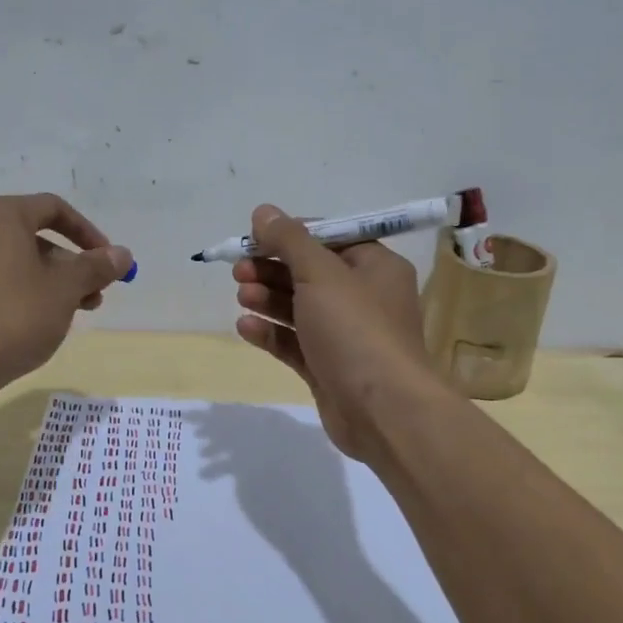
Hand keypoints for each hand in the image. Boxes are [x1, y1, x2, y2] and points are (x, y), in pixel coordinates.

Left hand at [0, 193, 133, 387]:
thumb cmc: (16, 314)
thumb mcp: (66, 289)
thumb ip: (96, 267)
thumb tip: (122, 254)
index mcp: (0, 215)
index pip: (54, 209)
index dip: (87, 232)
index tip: (108, 260)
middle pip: (35, 236)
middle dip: (72, 264)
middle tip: (95, 293)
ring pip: (17, 260)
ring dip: (52, 281)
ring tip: (76, 312)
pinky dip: (24, 291)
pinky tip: (42, 321)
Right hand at [231, 204, 443, 461]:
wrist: (383, 411)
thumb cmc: (356, 329)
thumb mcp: (321, 274)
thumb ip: (289, 241)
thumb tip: (263, 211)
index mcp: (374, 266)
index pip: (329, 238)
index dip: (291, 235)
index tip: (255, 237)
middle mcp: (363, 297)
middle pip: (310, 273)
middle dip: (273, 269)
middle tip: (240, 271)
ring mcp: (345, 336)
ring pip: (299, 309)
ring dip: (268, 299)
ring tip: (242, 296)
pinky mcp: (328, 368)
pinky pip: (295, 343)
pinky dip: (271, 333)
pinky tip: (246, 327)